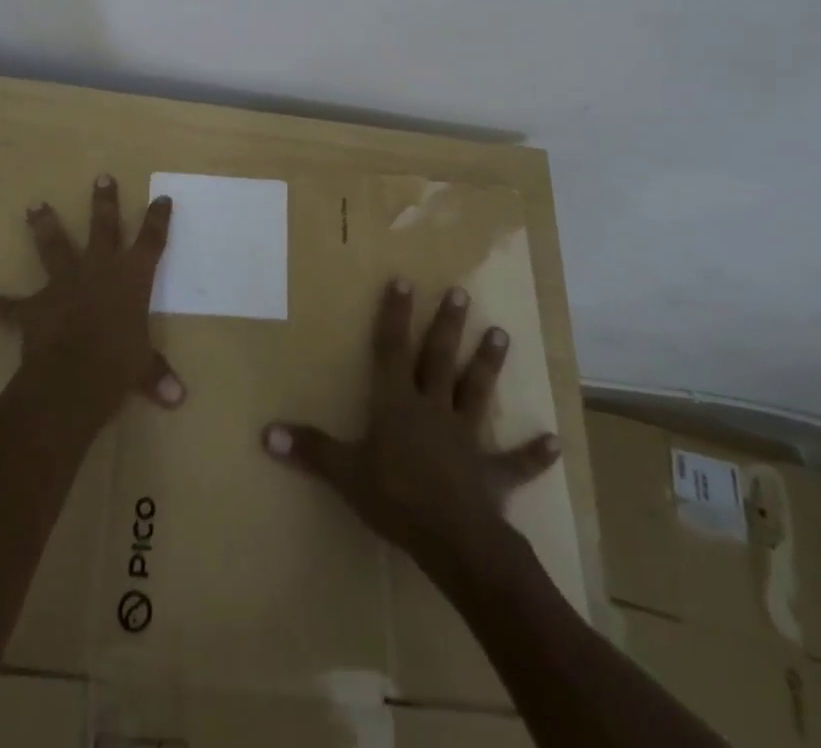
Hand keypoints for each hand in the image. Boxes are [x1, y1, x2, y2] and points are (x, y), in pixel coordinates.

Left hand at [0, 175, 184, 425]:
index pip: (151, 241)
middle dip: (104, 202)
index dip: (157, 219)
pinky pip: (8, 306)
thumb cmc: (120, 363)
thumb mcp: (144, 367)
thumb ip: (157, 375)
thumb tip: (178, 398)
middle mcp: (99, 269)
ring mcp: (64, 283)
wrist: (74, 375)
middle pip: (104, 227)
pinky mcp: (35, 307)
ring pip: (54, 247)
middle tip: (101, 177)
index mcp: (132, 277)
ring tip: (34, 206)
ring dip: (44, 226)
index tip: (161, 198)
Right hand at [262, 279, 560, 572]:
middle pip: (439, 359)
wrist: (453, 540)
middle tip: (461, 292)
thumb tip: (265, 434)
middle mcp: (433, 409)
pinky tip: (555, 441)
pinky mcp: (491, 474)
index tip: (405, 280)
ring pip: (476, 392)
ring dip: (488, 365)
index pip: (393, 349)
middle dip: (448, 325)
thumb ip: (309, 450)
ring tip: (502, 334)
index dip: (396, 315)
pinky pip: (514, 462)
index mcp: (397, 403)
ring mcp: (465, 438)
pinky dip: (533, 454)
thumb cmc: (395, 498)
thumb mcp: (344, 473)